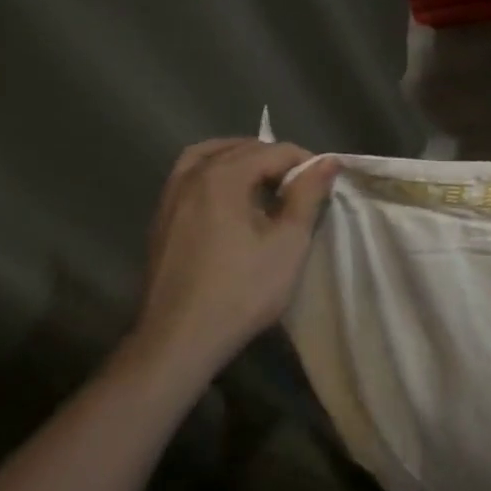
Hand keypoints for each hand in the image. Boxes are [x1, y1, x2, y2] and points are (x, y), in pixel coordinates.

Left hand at [130, 138, 338, 380]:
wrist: (179, 341)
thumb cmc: (241, 291)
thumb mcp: (288, 243)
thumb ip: (308, 195)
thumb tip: (328, 161)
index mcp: (223, 176)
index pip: (275, 151)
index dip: (306, 164)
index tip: (324, 188)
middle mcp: (193, 176)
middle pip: (242, 149)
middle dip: (275, 160)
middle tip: (301, 189)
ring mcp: (171, 197)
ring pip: (209, 157)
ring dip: (241, 161)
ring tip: (265, 184)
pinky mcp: (161, 220)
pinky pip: (190, 177)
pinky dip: (215, 175)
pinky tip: (231, 202)